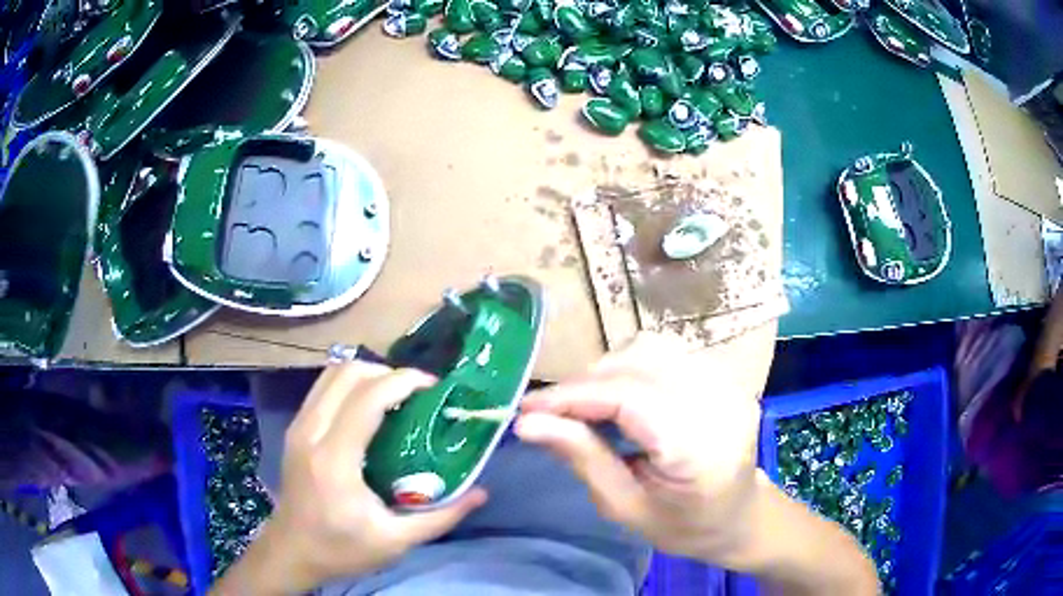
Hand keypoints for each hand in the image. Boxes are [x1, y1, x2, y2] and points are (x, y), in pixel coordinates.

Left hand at [213, 363, 486, 594]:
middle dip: (388, 373)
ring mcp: (299, 427)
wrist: (291, 552)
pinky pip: (324, 388)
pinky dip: (351, 385)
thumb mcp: (396, 541)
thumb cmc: (341, 549)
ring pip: (332, 374)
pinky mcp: (295, 429)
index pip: (368, 398)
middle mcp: (311, 432)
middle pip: (348, 373)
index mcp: (335, 460)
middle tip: (417, 393)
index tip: (433, 387)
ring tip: (396, 396)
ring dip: (368, 375)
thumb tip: (481, 494)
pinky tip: (370, 408)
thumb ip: (441, 518)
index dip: (403, 381)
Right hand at [516, 333, 764, 568]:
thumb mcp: (625, 507)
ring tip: (586, 405)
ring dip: (608, 371)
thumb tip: (529, 424)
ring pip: (652, 348)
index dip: (572, 396)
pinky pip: (668, 353)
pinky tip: (621, 397)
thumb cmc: (683, 526)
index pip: (628, 398)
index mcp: (699, 447)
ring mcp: (728, 383)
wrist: (739, 516)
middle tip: (552, 413)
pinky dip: (632, 368)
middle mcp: (720, 402)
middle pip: (639, 363)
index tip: (526, 409)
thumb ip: (582, 458)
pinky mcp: (725, 376)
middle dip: (586, 383)